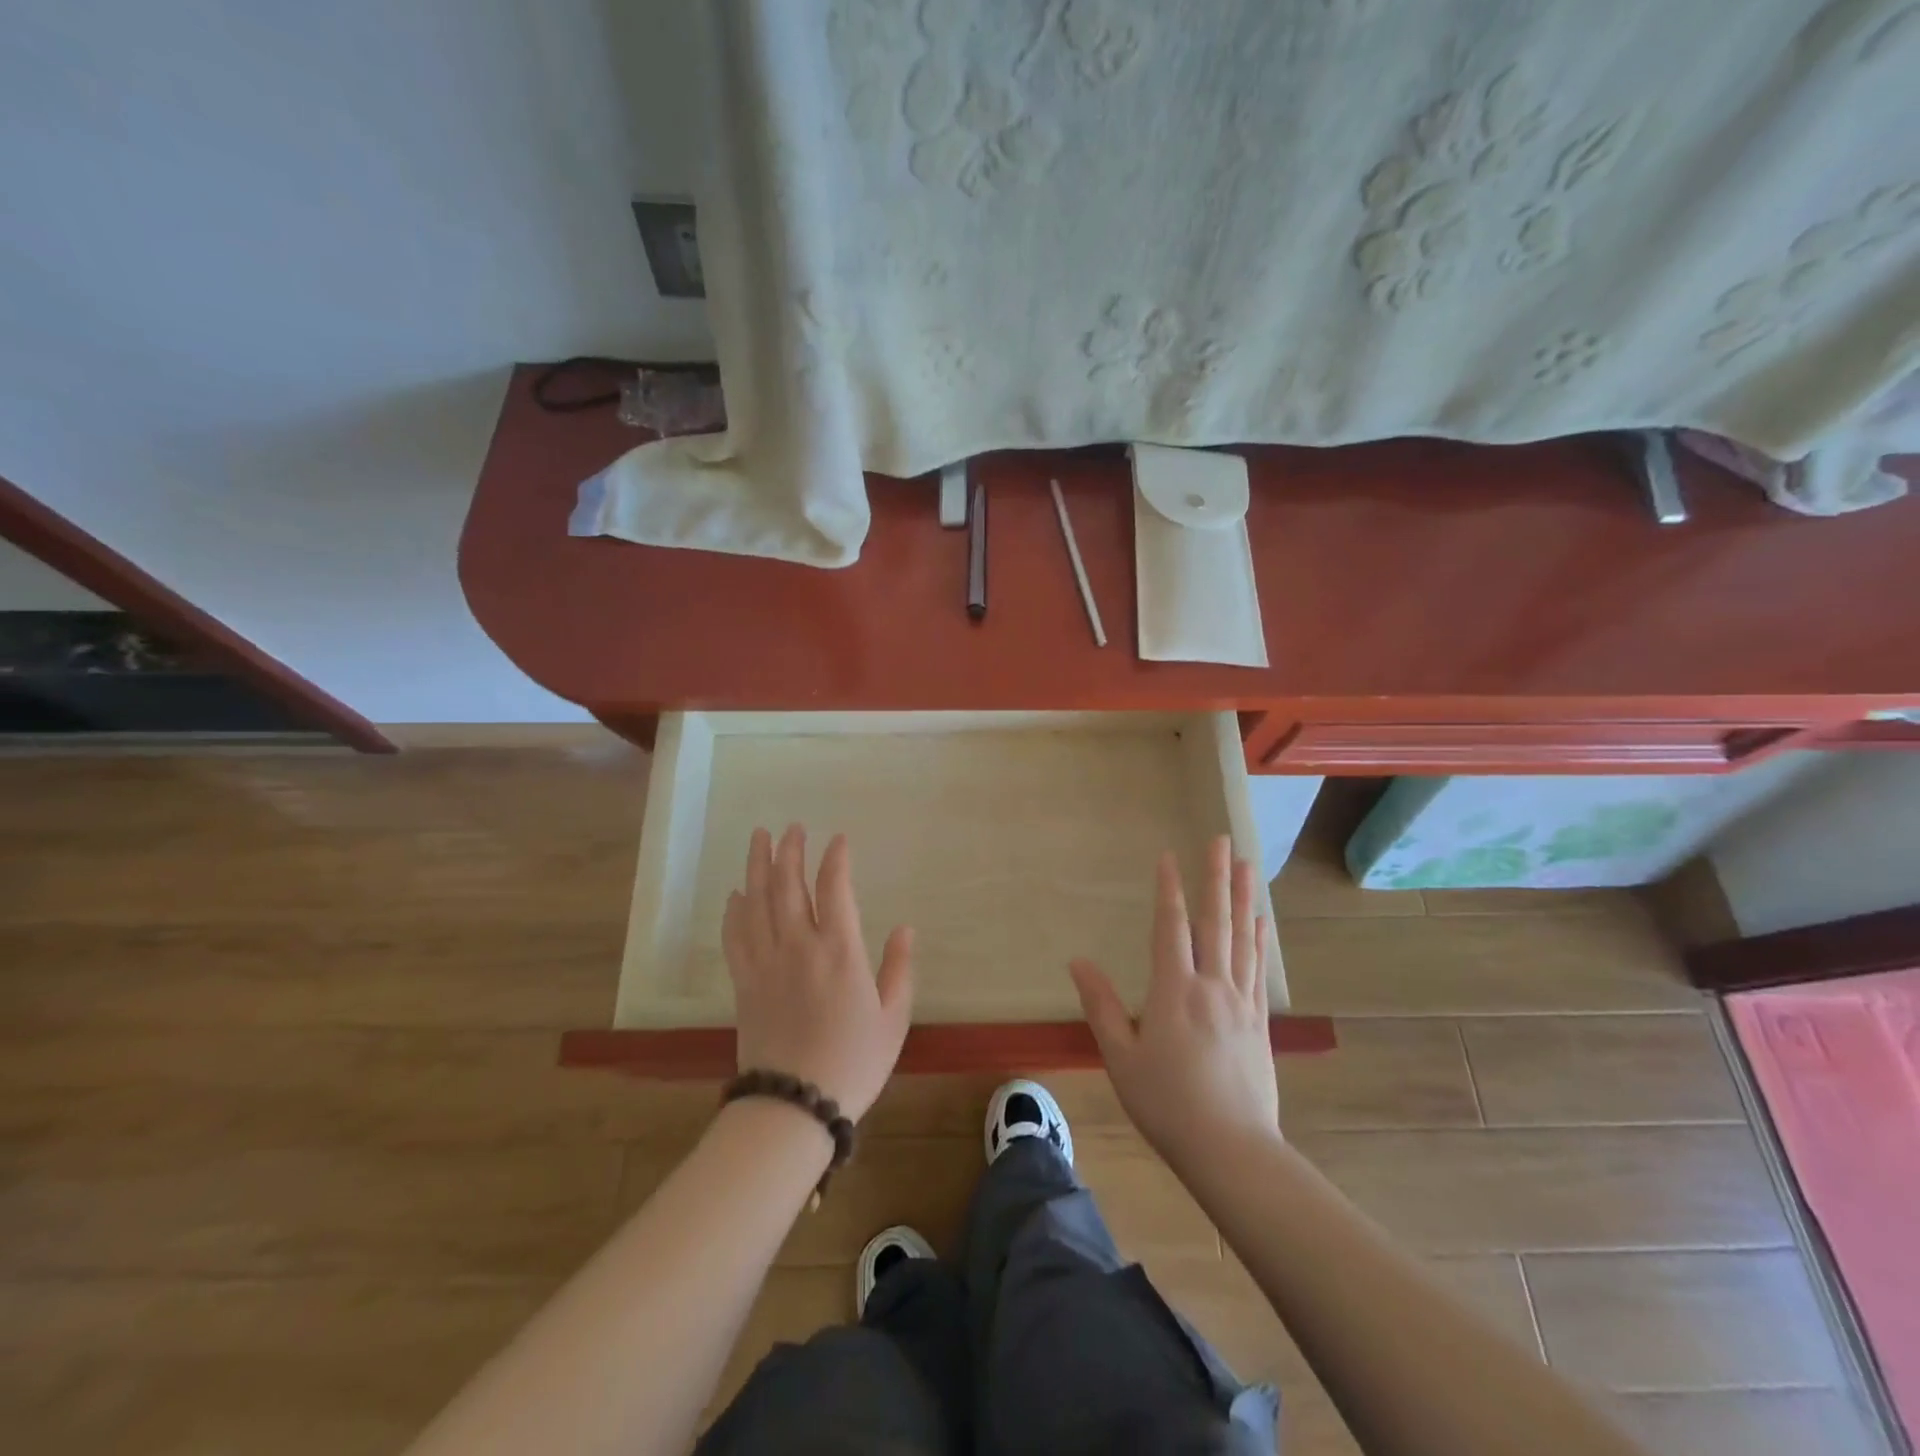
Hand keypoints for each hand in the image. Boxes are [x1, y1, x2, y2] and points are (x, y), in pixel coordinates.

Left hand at [722, 826, 913, 1121]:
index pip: (835, 889)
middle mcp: (799, 946)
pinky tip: (736, 894)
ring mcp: (767, 962)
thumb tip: (905, 929)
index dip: (835, 859)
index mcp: (840, 951)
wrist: (794, 1104)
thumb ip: (898, 969)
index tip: (838, 839)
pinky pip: (736, 936)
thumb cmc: (854, 1062)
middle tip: (791, 827)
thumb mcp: (893, 1018)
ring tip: (760, 838)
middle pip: (788, 885)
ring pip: (757, 902)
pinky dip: (734, 910)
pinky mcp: (745, 983)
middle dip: (790, 851)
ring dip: (758, 866)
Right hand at [1070, 836, 1280, 1171]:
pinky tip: (1261, 921)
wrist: (1231, 1149)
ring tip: (1245, 864)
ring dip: (1241, 897)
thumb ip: (1100, 1005)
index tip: (1168, 856)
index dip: (1169, 889)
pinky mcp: (1258, 1022)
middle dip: (1215, 877)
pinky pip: (1256, 968)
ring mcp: (1239, 1002)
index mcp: (1173, 990)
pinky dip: (1258, 939)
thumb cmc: (1165, 1103)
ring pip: (1241, 938)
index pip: (1170, 927)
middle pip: (1214, 921)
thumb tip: (1078, 961)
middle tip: (1220, 839)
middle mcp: (1210, 985)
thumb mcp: (1120, 1056)